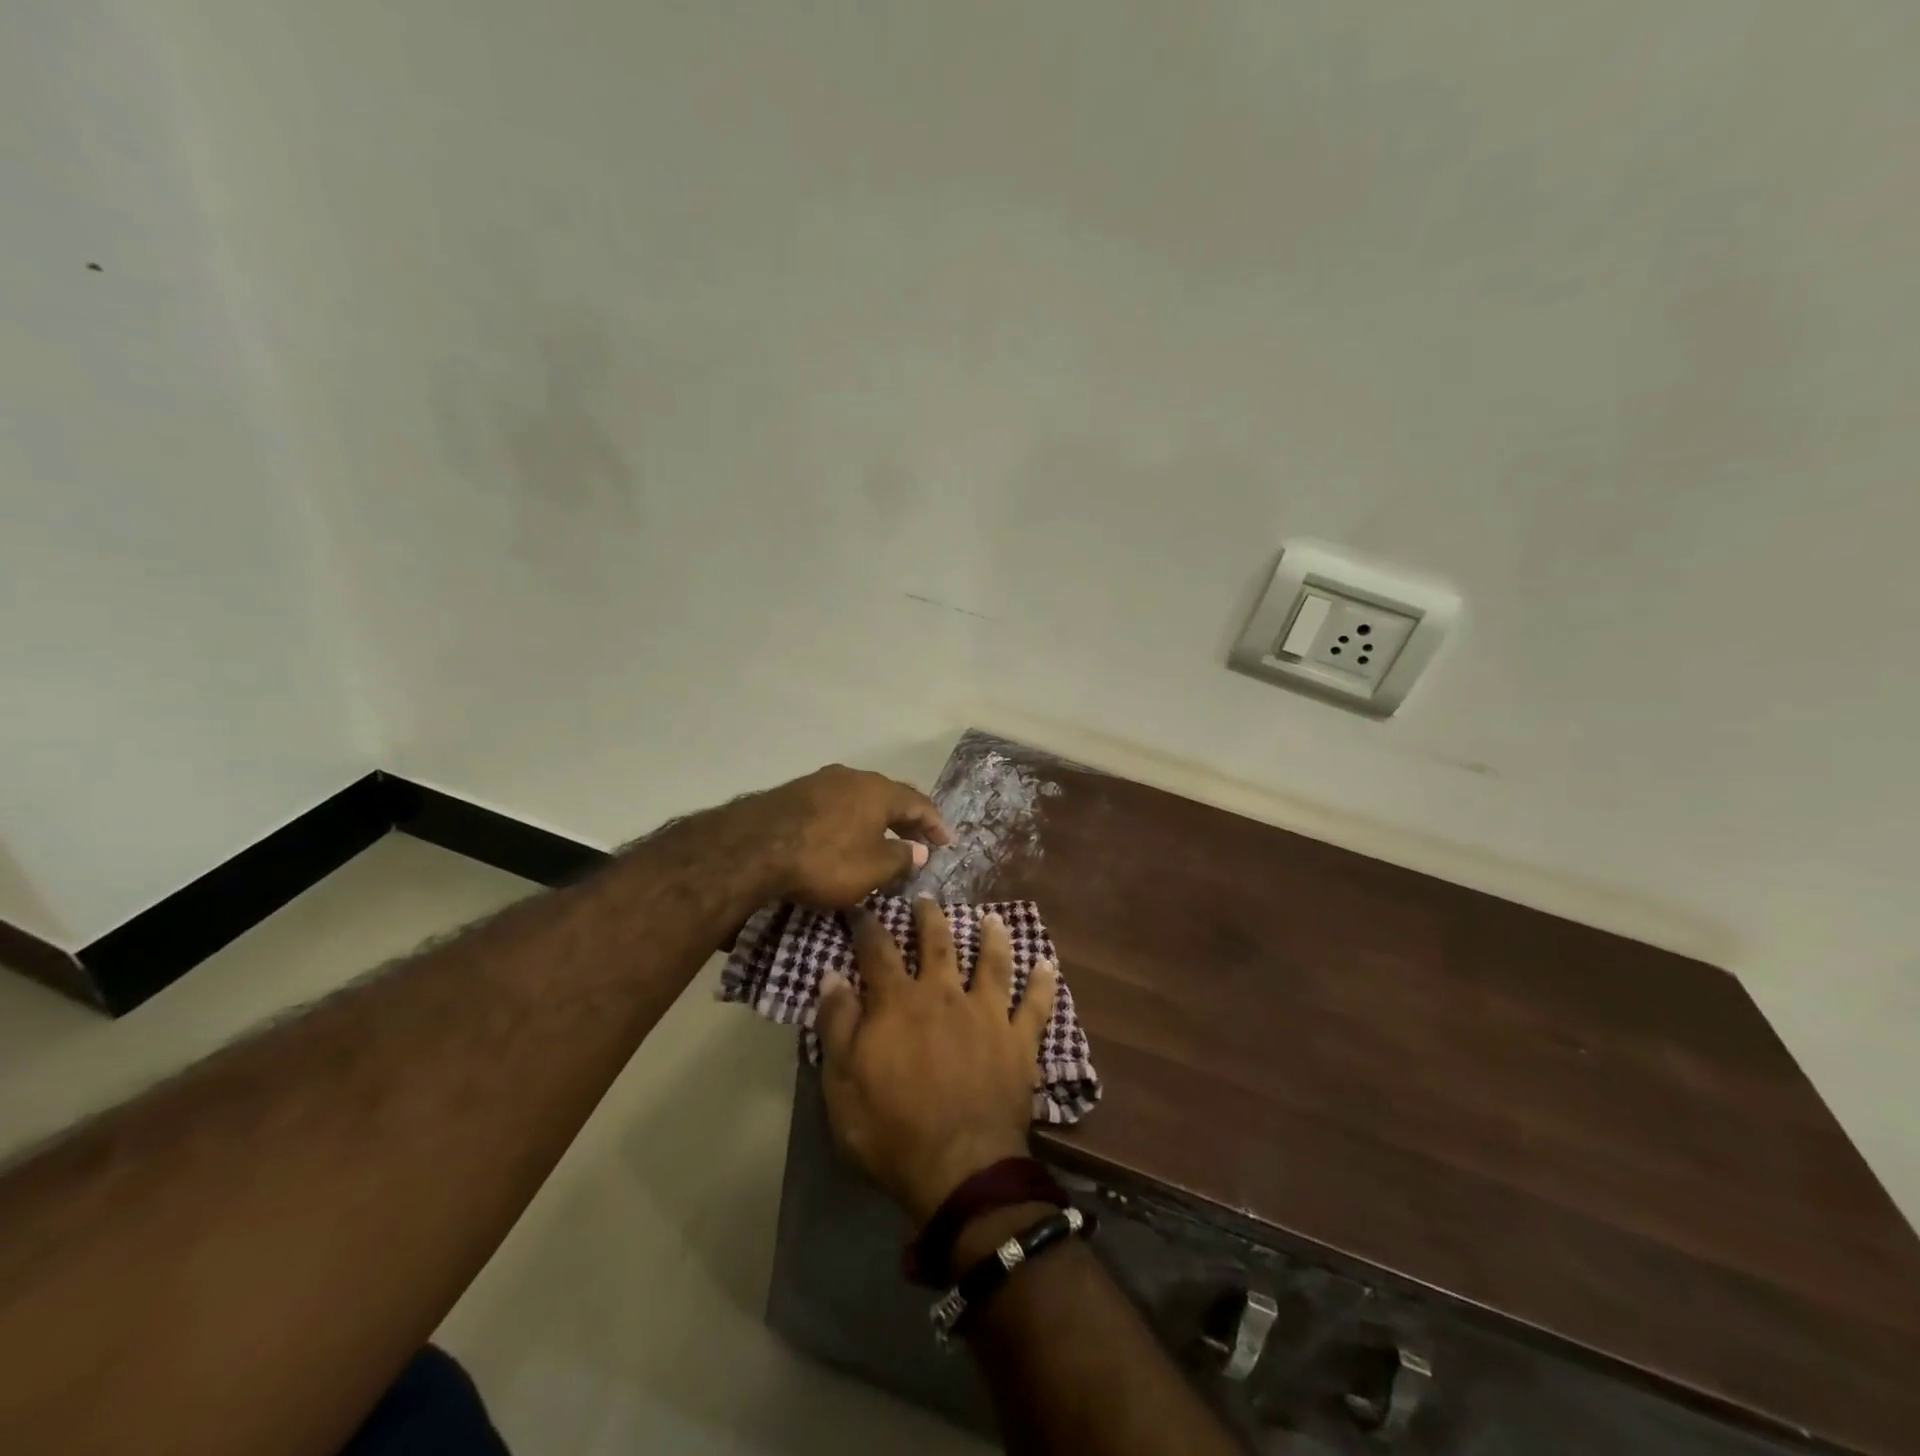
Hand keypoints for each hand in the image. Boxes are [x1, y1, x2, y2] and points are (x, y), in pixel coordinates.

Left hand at [744, 764, 950, 907]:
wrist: (753, 848)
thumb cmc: (825, 859)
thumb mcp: (873, 869)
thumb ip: (902, 858)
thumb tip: (919, 850)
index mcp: (879, 791)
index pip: (919, 803)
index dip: (935, 825)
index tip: (946, 843)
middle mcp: (853, 777)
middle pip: (889, 797)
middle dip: (906, 821)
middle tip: (918, 842)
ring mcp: (820, 781)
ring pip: (859, 799)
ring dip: (875, 820)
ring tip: (881, 841)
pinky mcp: (793, 793)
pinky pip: (834, 805)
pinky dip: (848, 821)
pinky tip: (843, 838)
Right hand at [817, 896, 1060, 1224]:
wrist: (958, 1168)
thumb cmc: (890, 1129)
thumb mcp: (842, 1082)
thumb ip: (838, 1024)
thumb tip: (833, 975)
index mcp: (899, 1003)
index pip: (878, 951)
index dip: (868, 926)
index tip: (863, 907)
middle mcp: (945, 995)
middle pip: (938, 943)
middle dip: (930, 917)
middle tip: (927, 899)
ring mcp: (986, 1015)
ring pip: (992, 963)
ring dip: (992, 938)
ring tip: (992, 919)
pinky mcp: (1019, 1041)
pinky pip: (1035, 1005)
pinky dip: (1042, 983)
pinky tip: (1047, 964)